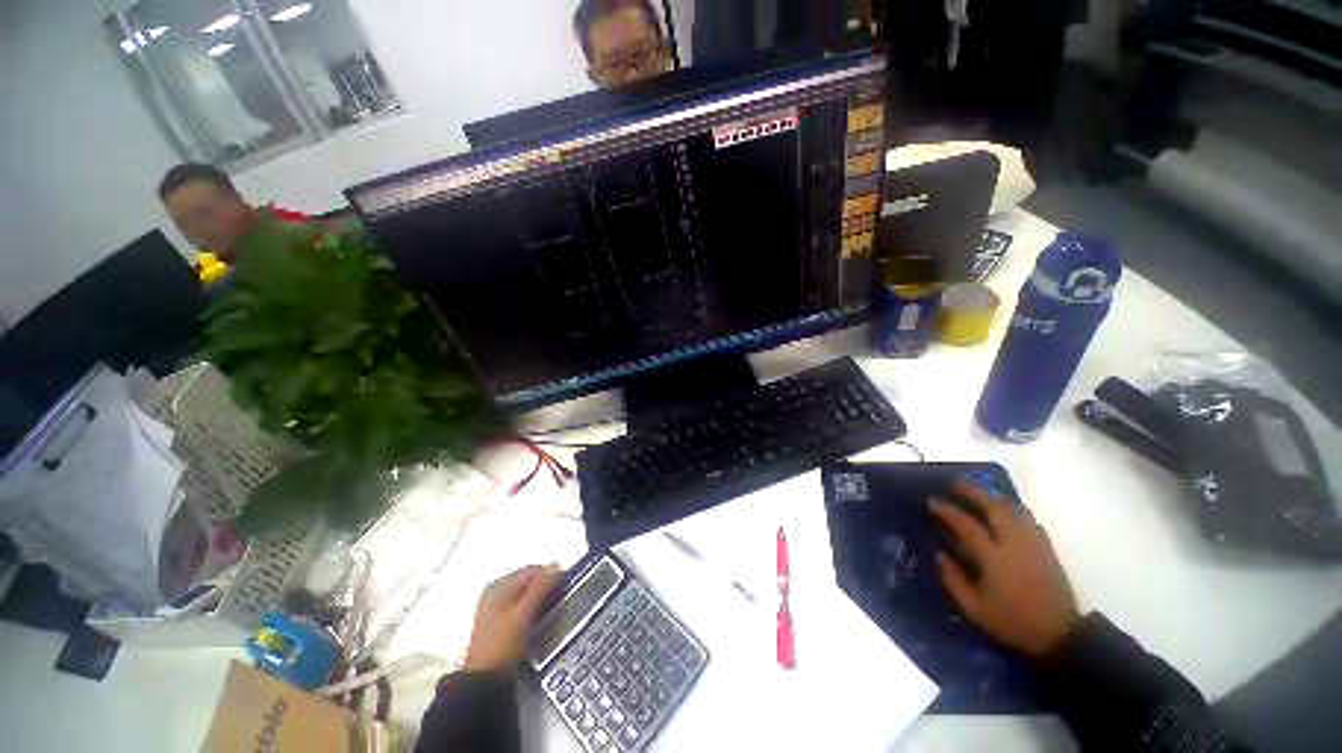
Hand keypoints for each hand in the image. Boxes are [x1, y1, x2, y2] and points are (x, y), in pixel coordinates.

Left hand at [463, 564, 563, 672]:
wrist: (485, 680)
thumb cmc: (504, 643)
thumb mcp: (524, 612)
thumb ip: (540, 587)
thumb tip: (556, 565)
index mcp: (499, 585)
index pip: (532, 570)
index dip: (550, 574)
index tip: (565, 585)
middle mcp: (495, 592)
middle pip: (528, 581)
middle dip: (545, 587)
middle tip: (560, 598)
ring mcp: (496, 607)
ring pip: (525, 594)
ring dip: (540, 598)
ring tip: (552, 609)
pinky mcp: (499, 622)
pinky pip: (521, 606)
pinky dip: (532, 608)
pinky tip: (539, 618)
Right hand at [930, 480, 1081, 657]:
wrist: (1059, 635)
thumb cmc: (1012, 621)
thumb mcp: (974, 608)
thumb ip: (953, 579)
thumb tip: (940, 554)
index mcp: (994, 557)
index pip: (966, 524)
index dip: (947, 510)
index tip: (933, 503)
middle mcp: (1014, 543)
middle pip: (994, 507)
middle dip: (974, 492)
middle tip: (957, 484)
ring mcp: (1034, 544)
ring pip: (1014, 509)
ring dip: (994, 497)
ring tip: (980, 492)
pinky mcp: (1047, 548)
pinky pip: (1029, 520)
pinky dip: (1014, 509)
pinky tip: (1006, 511)